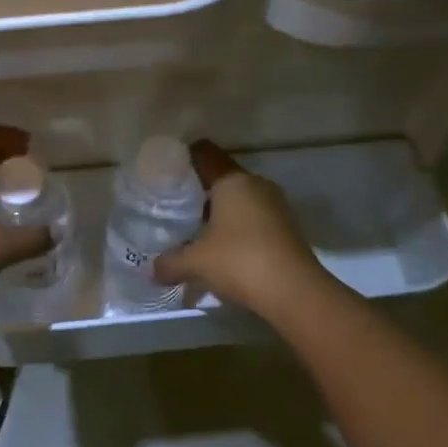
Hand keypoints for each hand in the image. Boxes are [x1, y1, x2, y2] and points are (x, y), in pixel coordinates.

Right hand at [153, 140, 324, 319]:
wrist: (296, 293)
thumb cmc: (240, 262)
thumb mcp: (196, 263)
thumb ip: (170, 263)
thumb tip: (151, 269)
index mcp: (232, 181)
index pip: (204, 153)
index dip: (184, 157)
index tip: (166, 171)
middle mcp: (256, 185)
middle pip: (222, 178)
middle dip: (200, 191)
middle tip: (175, 207)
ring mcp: (276, 206)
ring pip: (240, 200)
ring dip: (220, 213)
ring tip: (196, 232)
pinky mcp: (287, 228)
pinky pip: (254, 219)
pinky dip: (237, 229)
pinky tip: (223, 251)